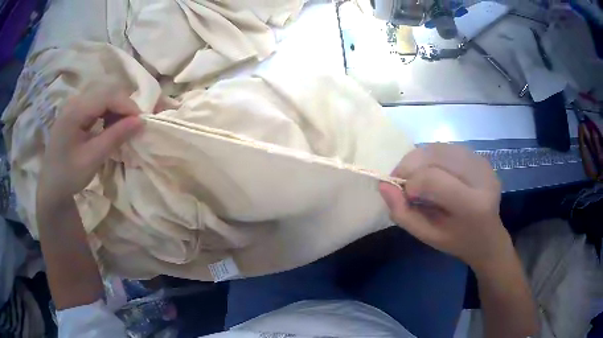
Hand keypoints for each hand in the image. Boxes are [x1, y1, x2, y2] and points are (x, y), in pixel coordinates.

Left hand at [37, 88, 143, 209]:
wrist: (51, 186)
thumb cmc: (69, 175)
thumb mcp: (92, 159)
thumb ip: (115, 137)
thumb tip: (141, 122)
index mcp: (75, 110)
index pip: (107, 96)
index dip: (127, 105)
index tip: (142, 122)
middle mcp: (75, 101)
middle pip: (106, 92)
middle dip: (123, 107)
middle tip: (134, 126)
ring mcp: (75, 105)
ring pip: (103, 97)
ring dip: (117, 110)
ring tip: (123, 128)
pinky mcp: (76, 112)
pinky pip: (97, 105)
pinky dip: (108, 113)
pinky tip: (110, 127)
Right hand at [379, 144, 510, 268]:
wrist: (488, 236)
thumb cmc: (457, 241)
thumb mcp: (427, 235)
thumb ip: (402, 213)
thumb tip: (383, 184)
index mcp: (472, 205)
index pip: (433, 179)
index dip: (411, 182)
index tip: (404, 195)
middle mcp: (481, 178)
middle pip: (436, 155)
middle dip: (410, 164)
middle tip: (401, 180)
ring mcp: (483, 164)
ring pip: (440, 147)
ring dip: (419, 158)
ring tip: (414, 175)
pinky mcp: (481, 157)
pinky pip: (448, 148)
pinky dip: (431, 156)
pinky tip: (431, 170)